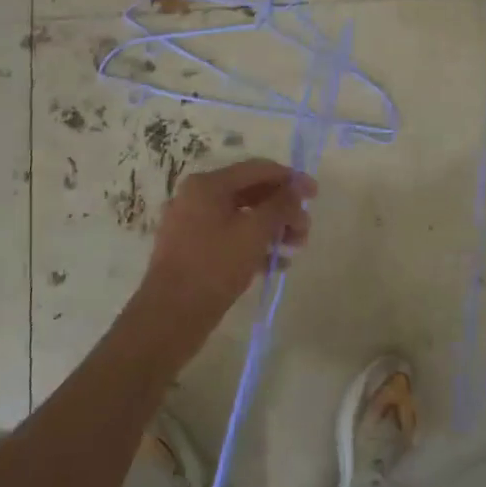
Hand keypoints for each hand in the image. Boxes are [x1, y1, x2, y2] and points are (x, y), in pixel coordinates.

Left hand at [131, 158, 315, 355]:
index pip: (258, 169)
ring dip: (272, 228)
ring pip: (242, 216)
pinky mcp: (193, 249)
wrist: (169, 317)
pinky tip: (276, 264)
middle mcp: (197, 197)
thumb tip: (298, 187)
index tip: (315, 195)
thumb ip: (280, 205)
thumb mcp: (254, 232)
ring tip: (295, 248)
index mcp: (207, 184)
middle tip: (305, 230)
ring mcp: (192, 224)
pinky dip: (254, 244)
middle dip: (282, 209)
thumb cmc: (214, 266)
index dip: (290, 179)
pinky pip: (230, 236)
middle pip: (251, 192)